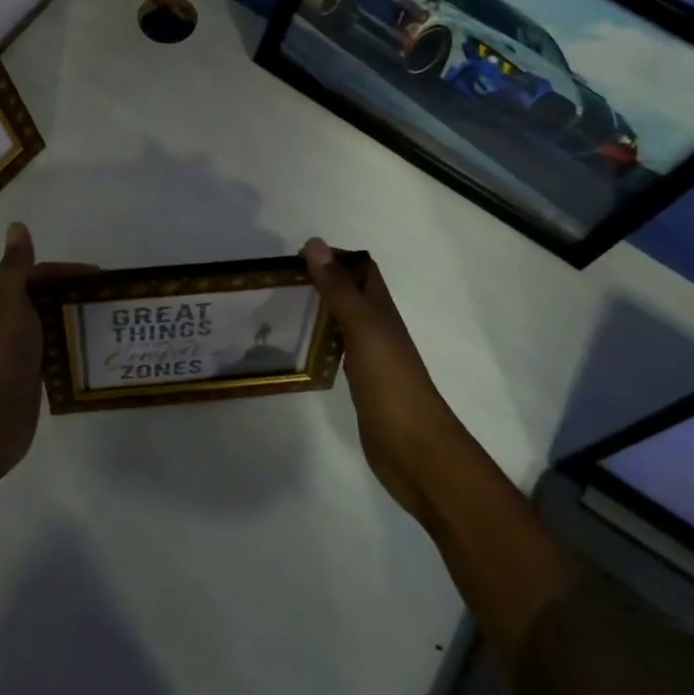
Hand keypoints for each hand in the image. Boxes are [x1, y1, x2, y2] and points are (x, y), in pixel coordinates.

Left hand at [0, 223, 90, 488]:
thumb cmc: (0, 358)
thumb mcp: (10, 307)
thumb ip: (16, 269)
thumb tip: (16, 225)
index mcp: (7, 306)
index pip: (40, 277)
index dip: (67, 273)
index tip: (100, 277)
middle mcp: (14, 328)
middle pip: (49, 303)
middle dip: (78, 298)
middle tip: (113, 302)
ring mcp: (24, 357)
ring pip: (55, 332)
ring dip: (79, 325)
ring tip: (113, 326)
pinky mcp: (33, 384)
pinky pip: (59, 360)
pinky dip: (76, 354)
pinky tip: (98, 357)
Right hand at [302, 237, 462, 522]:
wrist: (416, 451)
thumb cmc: (391, 383)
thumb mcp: (363, 328)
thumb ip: (338, 289)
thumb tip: (315, 243)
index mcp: (381, 311)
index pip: (361, 270)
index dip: (334, 257)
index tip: (294, 255)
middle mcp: (377, 329)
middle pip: (349, 295)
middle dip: (319, 282)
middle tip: (277, 283)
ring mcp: (370, 359)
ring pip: (341, 323)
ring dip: (317, 311)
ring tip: (279, 308)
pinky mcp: (361, 385)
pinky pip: (336, 352)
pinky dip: (317, 343)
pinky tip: (297, 348)